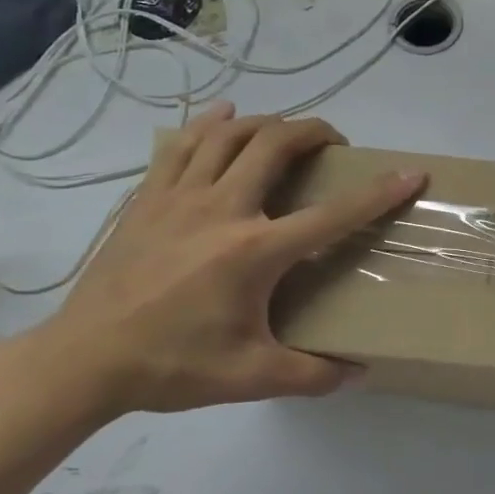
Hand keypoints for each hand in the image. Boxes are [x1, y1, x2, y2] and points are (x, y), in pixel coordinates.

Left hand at [4, 104, 424, 422]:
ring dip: (267, 123)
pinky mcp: (147, 199)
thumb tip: (359, 374)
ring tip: (287, 132)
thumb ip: (312, 375)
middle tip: (335, 144)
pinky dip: (208, 124)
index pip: (333, 214)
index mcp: (255, 251)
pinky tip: (223, 116)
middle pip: (276, 146)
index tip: (411, 173)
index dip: (379, 193)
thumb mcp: (251, 378)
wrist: (82, 361)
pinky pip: (180, 145)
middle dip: (315, 132)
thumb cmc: (172, 365)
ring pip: (229, 134)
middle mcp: (222, 210)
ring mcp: (179, 198)